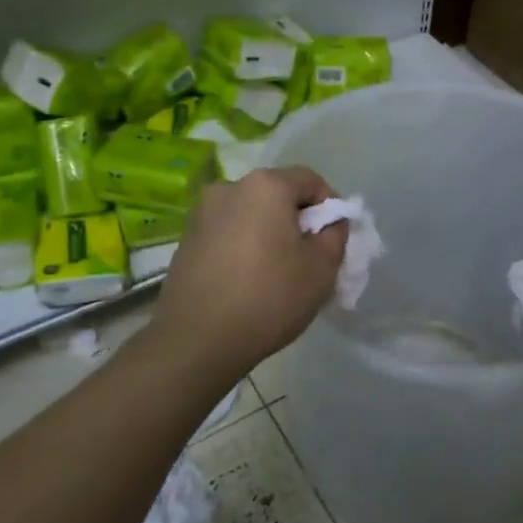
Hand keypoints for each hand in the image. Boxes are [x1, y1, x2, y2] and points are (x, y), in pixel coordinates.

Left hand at [148, 166, 346, 380]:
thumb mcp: (322, 268)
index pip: (310, 180)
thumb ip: (335, 234)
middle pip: (278, 195)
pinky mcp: (186, 240)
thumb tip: (329, 222)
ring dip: (270, 235)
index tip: (334, 240)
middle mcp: (229, 188)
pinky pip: (229, 234)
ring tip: (279, 274)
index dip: (330, 207)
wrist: (196, 341)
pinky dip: (245, 248)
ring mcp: (202, 214)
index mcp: (265, 185)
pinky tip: (249, 282)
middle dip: (298, 221)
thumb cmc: (268, 297)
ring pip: (252, 215)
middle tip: (311, 259)